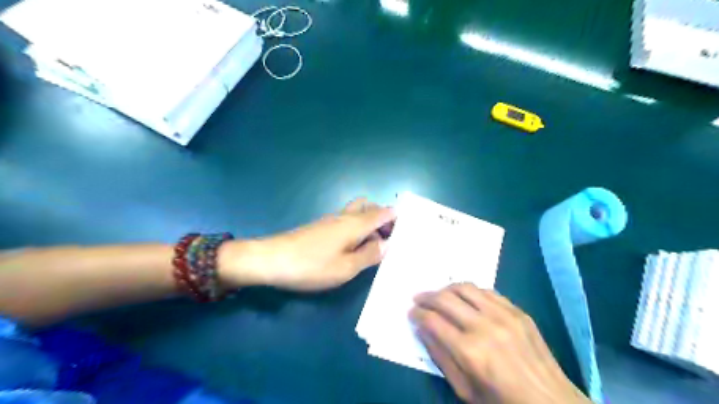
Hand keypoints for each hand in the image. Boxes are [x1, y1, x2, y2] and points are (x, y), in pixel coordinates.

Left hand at [222, 198, 396, 290]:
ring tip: (374, 246)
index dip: (396, 217)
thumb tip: (386, 245)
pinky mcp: (320, 227)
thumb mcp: (346, 268)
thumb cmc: (311, 265)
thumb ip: (369, 255)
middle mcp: (344, 216)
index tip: (407, 228)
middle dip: (382, 217)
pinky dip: (356, 228)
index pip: (383, 213)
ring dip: (368, 222)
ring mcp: (330, 220)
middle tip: (388, 238)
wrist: (271, 260)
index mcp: (355, 224)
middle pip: (369, 206)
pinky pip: (346, 221)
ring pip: (356, 212)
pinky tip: (354, 247)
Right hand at [410, 284, 589, 403]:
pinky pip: (487, 291)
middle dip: (426, 297)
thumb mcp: (464, 390)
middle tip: (418, 299)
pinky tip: (465, 298)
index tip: (411, 313)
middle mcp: (484, 326)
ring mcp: (504, 315)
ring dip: (446, 288)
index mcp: (469, 351)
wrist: (551, 403)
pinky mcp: (518, 311)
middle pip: (445, 299)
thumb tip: (422, 330)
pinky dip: (470, 291)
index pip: (433, 321)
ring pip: (465, 288)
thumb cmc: (502, 402)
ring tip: (438, 295)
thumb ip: (440, 357)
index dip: (417, 314)